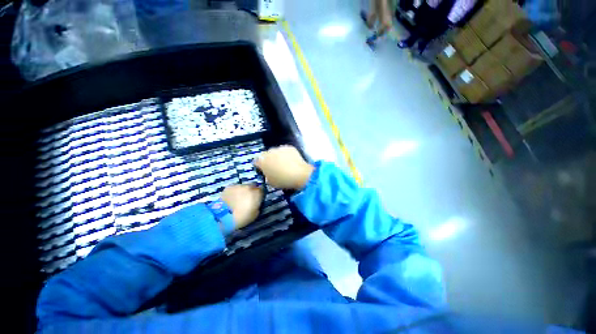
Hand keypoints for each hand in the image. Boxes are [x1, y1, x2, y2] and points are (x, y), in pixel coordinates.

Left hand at [221, 184, 263, 229]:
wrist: (226, 217)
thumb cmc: (244, 217)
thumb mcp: (256, 213)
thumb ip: (257, 204)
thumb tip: (256, 202)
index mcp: (257, 193)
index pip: (261, 190)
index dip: (259, 194)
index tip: (257, 199)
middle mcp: (249, 186)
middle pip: (252, 186)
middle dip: (251, 191)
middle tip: (247, 198)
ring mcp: (238, 185)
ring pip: (243, 186)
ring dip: (242, 191)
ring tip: (238, 198)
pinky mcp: (229, 187)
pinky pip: (234, 188)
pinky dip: (234, 191)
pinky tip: (232, 198)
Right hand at [254, 145, 313, 189]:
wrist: (299, 174)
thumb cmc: (283, 180)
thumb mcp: (270, 182)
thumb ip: (267, 175)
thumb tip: (268, 173)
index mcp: (262, 161)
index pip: (256, 161)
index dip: (260, 166)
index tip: (263, 170)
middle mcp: (269, 152)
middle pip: (266, 155)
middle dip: (268, 160)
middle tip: (274, 167)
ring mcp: (279, 148)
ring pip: (276, 152)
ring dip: (277, 156)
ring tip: (284, 164)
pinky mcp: (289, 147)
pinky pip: (285, 150)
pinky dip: (286, 154)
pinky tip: (291, 161)